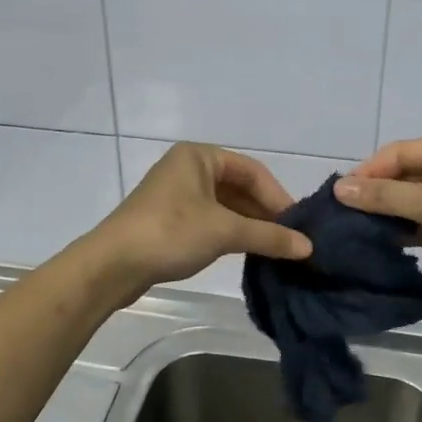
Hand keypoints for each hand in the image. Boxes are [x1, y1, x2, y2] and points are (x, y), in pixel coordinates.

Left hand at [91, 143, 312, 296]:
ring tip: (274, 248)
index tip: (298, 226)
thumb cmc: (171, 233)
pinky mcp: (168, 219)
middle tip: (290, 239)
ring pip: (225, 205)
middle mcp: (188, 168)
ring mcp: (176, 194)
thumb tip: (308, 247)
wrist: (112, 265)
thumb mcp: (225, 232)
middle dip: (264, 213)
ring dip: (249, 225)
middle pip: (239, 187)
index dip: (278, 197)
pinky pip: (210, 219)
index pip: (252, 171)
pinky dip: (230, 233)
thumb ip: (269, 236)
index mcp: (199, 156)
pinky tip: (246, 252)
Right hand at [335, 136, 421, 309]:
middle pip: (406, 177)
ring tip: (353, 231)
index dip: (370, 170)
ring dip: (387, 215)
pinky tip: (379, 244)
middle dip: (376, 194)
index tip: (340, 194)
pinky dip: (403, 233)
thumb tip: (340, 188)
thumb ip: (386, 196)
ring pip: (412, 204)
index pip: (401, 152)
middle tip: (342, 215)